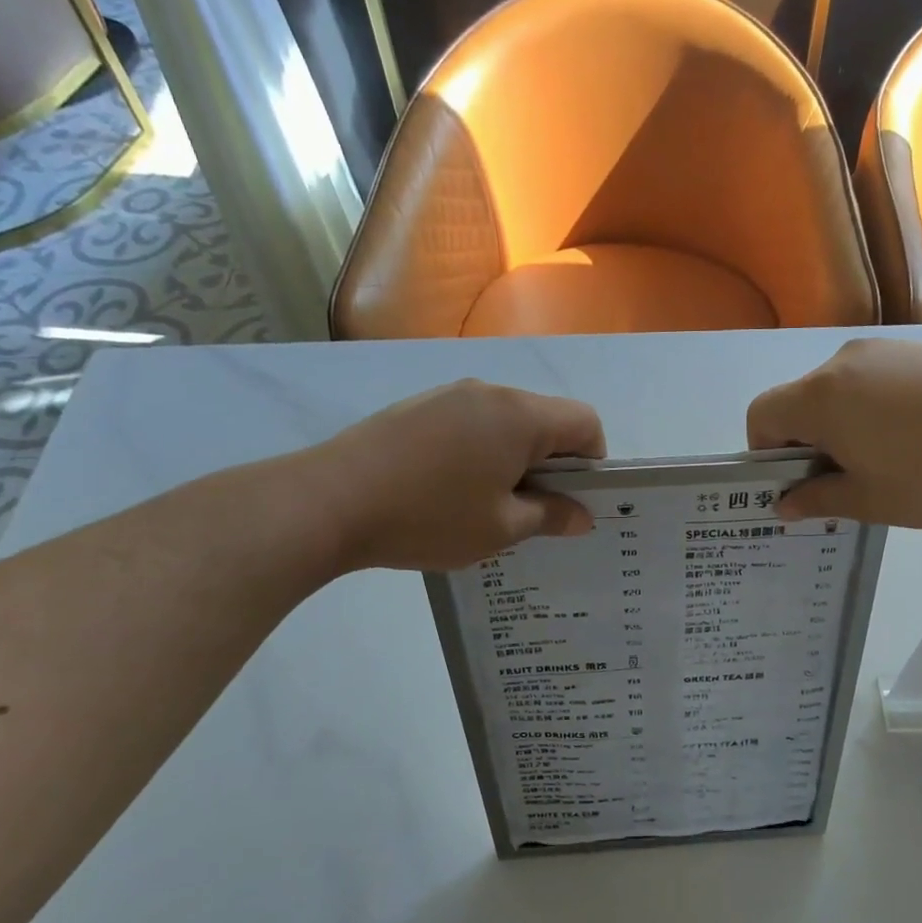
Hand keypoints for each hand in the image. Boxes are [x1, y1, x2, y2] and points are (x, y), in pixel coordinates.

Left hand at [311, 380, 605, 571]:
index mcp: (520, 416)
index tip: (570, 500)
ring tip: (485, 503)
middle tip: (531, 510)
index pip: (585, 422)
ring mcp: (448, 395)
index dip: (592, 462)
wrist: (329, 501)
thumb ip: (550, 516)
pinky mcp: (417, 407)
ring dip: (513, 457)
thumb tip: (582, 515)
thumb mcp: (500, 529)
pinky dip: (479, 450)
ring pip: (506, 421)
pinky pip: (470, 422)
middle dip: (552, 462)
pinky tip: (448, 489)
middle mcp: (489, 392)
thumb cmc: (429, 517)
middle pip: (546, 418)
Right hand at [746, 339, 921, 526]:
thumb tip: (785, 504)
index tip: (799, 481)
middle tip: (845, 479)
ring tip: (886, 459)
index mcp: (820, 396)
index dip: (765, 452)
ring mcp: (885, 349)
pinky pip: (874, 379)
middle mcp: (843, 361)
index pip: (762, 414)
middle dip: (807, 441)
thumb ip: (817, 500)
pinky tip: (917, 435)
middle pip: (799, 400)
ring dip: (842, 424)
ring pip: (838, 389)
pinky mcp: (920, 349)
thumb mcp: (870, 501)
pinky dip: (873, 407)